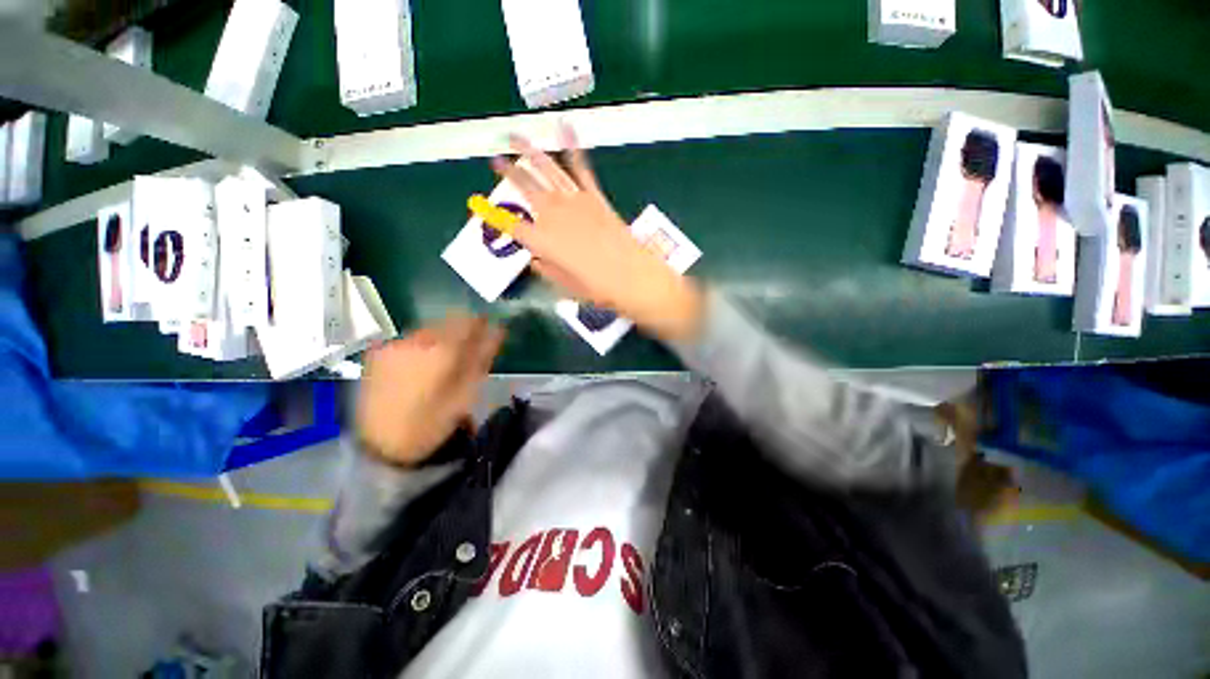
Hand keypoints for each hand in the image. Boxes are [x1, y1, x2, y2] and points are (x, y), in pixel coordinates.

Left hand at [356, 315, 504, 466]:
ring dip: (442, 337)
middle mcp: (416, 340)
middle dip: (462, 331)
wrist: (381, 446)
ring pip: (428, 329)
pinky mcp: (379, 352)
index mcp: (441, 350)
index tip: (490, 326)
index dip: (481, 322)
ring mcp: (394, 344)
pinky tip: (424, 364)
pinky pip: (410, 339)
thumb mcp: (466, 393)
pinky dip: (423, 345)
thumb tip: (498, 331)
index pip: (467, 321)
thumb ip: (482, 357)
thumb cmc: (432, 423)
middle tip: (470, 348)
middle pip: (446, 322)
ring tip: (446, 359)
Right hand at [491, 125, 704, 342]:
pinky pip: (582, 169)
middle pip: (526, 189)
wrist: (633, 277)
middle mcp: (554, 216)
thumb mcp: (567, 287)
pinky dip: (573, 147)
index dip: (494, 215)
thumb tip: (536, 260)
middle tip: (496, 159)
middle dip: (509, 172)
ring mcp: (575, 202)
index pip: (511, 225)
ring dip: (530, 151)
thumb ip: (547, 271)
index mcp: (542, 242)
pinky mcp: (596, 197)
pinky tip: (566, 127)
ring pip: (548, 170)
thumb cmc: (598, 289)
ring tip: (516, 137)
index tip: (480, 205)